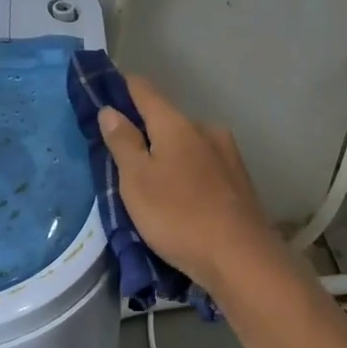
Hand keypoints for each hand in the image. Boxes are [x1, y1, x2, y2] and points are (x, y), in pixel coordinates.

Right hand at [97, 76, 284, 290]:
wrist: (242, 259)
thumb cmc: (178, 215)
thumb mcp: (137, 180)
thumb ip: (123, 142)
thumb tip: (110, 109)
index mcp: (177, 124)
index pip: (144, 91)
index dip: (122, 87)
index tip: (104, 91)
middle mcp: (205, 130)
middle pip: (167, 121)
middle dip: (145, 133)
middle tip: (121, 157)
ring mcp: (228, 156)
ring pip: (187, 147)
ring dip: (168, 157)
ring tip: (151, 185)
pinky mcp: (239, 183)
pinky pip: (203, 169)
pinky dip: (186, 176)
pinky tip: (180, 200)